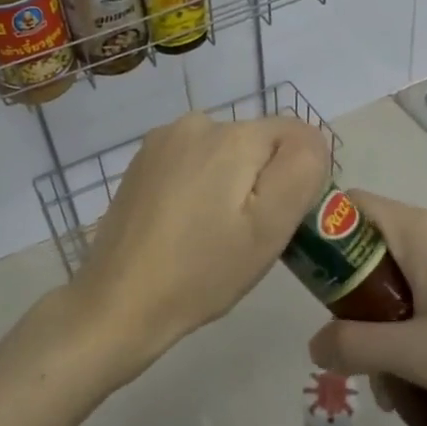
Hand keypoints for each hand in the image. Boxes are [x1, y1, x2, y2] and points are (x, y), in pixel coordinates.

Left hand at [63, 112, 328, 384]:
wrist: (118, 302)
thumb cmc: (202, 271)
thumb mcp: (269, 227)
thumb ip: (301, 170)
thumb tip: (309, 141)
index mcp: (232, 134)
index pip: (297, 136)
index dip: (298, 180)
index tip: (276, 222)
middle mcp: (196, 122)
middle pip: (258, 144)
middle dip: (262, 183)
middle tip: (243, 236)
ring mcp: (161, 141)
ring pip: (225, 155)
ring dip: (230, 186)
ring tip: (211, 235)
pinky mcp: (141, 162)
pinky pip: (193, 164)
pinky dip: (199, 188)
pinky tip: (183, 227)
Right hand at [306, 192, 426, 421]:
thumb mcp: (418, 356)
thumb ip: (356, 347)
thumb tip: (314, 343)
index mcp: (420, 231)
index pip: (349, 206)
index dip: (320, 235)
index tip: (308, 285)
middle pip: (372, 245)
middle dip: (353, 297)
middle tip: (351, 347)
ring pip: (401, 274)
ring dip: (385, 319)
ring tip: (393, 378)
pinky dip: (415, 321)